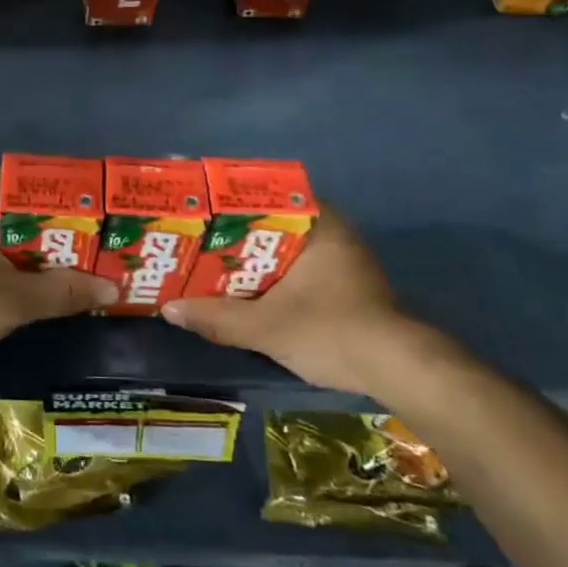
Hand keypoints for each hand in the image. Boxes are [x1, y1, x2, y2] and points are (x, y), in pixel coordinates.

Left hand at [0, 175, 117, 365]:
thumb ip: (63, 290)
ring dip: (45, 256)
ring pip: (13, 239)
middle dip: (63, 234)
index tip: (105, 216)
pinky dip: (24, 270)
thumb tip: (113, 288)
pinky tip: (55, 287)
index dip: (70, 201)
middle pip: (24, 213)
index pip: (31, 183)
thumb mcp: (13, 297)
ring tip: (92, 267)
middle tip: (107, 246)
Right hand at [161, 207, 452, 396]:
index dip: (230, 200)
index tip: (201, 207)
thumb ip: (216, 317)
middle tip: (196, 237)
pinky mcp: (346, 287)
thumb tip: (168, 309)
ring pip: (285, 247)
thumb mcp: (265, 326)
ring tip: (210, 261)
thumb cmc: (331, 331)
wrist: (399, 372)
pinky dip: (271, 275)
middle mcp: (333, 233)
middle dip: (235, 231)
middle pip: (272, 222)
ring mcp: (343, 260)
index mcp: (318, 224)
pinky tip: (244, 289)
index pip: (267, 194)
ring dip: (253, 256)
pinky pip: (297, 267)